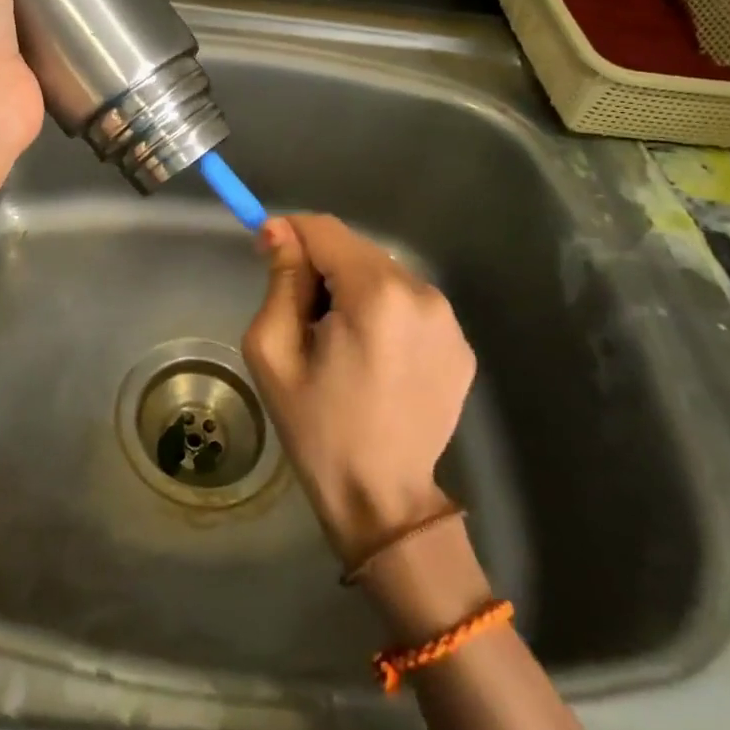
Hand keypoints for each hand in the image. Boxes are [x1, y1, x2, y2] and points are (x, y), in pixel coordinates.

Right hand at [243, 214, 474, 567]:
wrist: (382, 500)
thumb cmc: (317, 427)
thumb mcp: (275, 350)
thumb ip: (282, 279)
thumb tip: (280, 230)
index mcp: (376, 295)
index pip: (325, 230)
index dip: (290, 233)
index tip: (267, 257)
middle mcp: (422, 294)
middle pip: (356, 249)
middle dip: (321, 266)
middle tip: (299, 313)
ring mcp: (450, 320)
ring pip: (383, 273)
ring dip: (352, 288)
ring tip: (336, 339)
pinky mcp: (461, 344)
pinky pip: (408, 303)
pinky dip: (382, 312)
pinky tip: (371, 356)